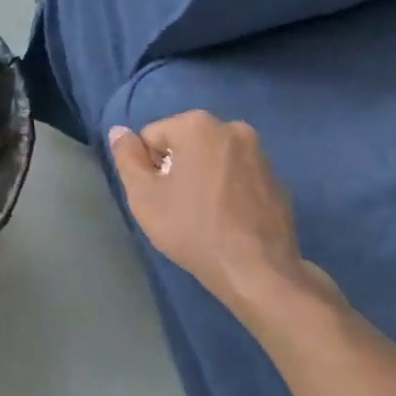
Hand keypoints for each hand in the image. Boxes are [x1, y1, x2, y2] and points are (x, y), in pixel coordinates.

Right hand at [109, 113, 304, 310]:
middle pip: (185, 143)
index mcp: (198, 125)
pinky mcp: (276, 178)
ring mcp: (260, 153)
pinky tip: (227, 220)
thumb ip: (126, 157)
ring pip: (213, 159)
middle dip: (176, 168)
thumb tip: (119, 131)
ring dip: (202, 178)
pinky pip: (238, 176)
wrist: (257, 270)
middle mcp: (233, 128)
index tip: (157, 197)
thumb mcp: (144, 196)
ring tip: (203, 215)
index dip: (147, 167)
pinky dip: (228, 190)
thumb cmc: (193, 229)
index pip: (152, 136)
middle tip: (177, 207)